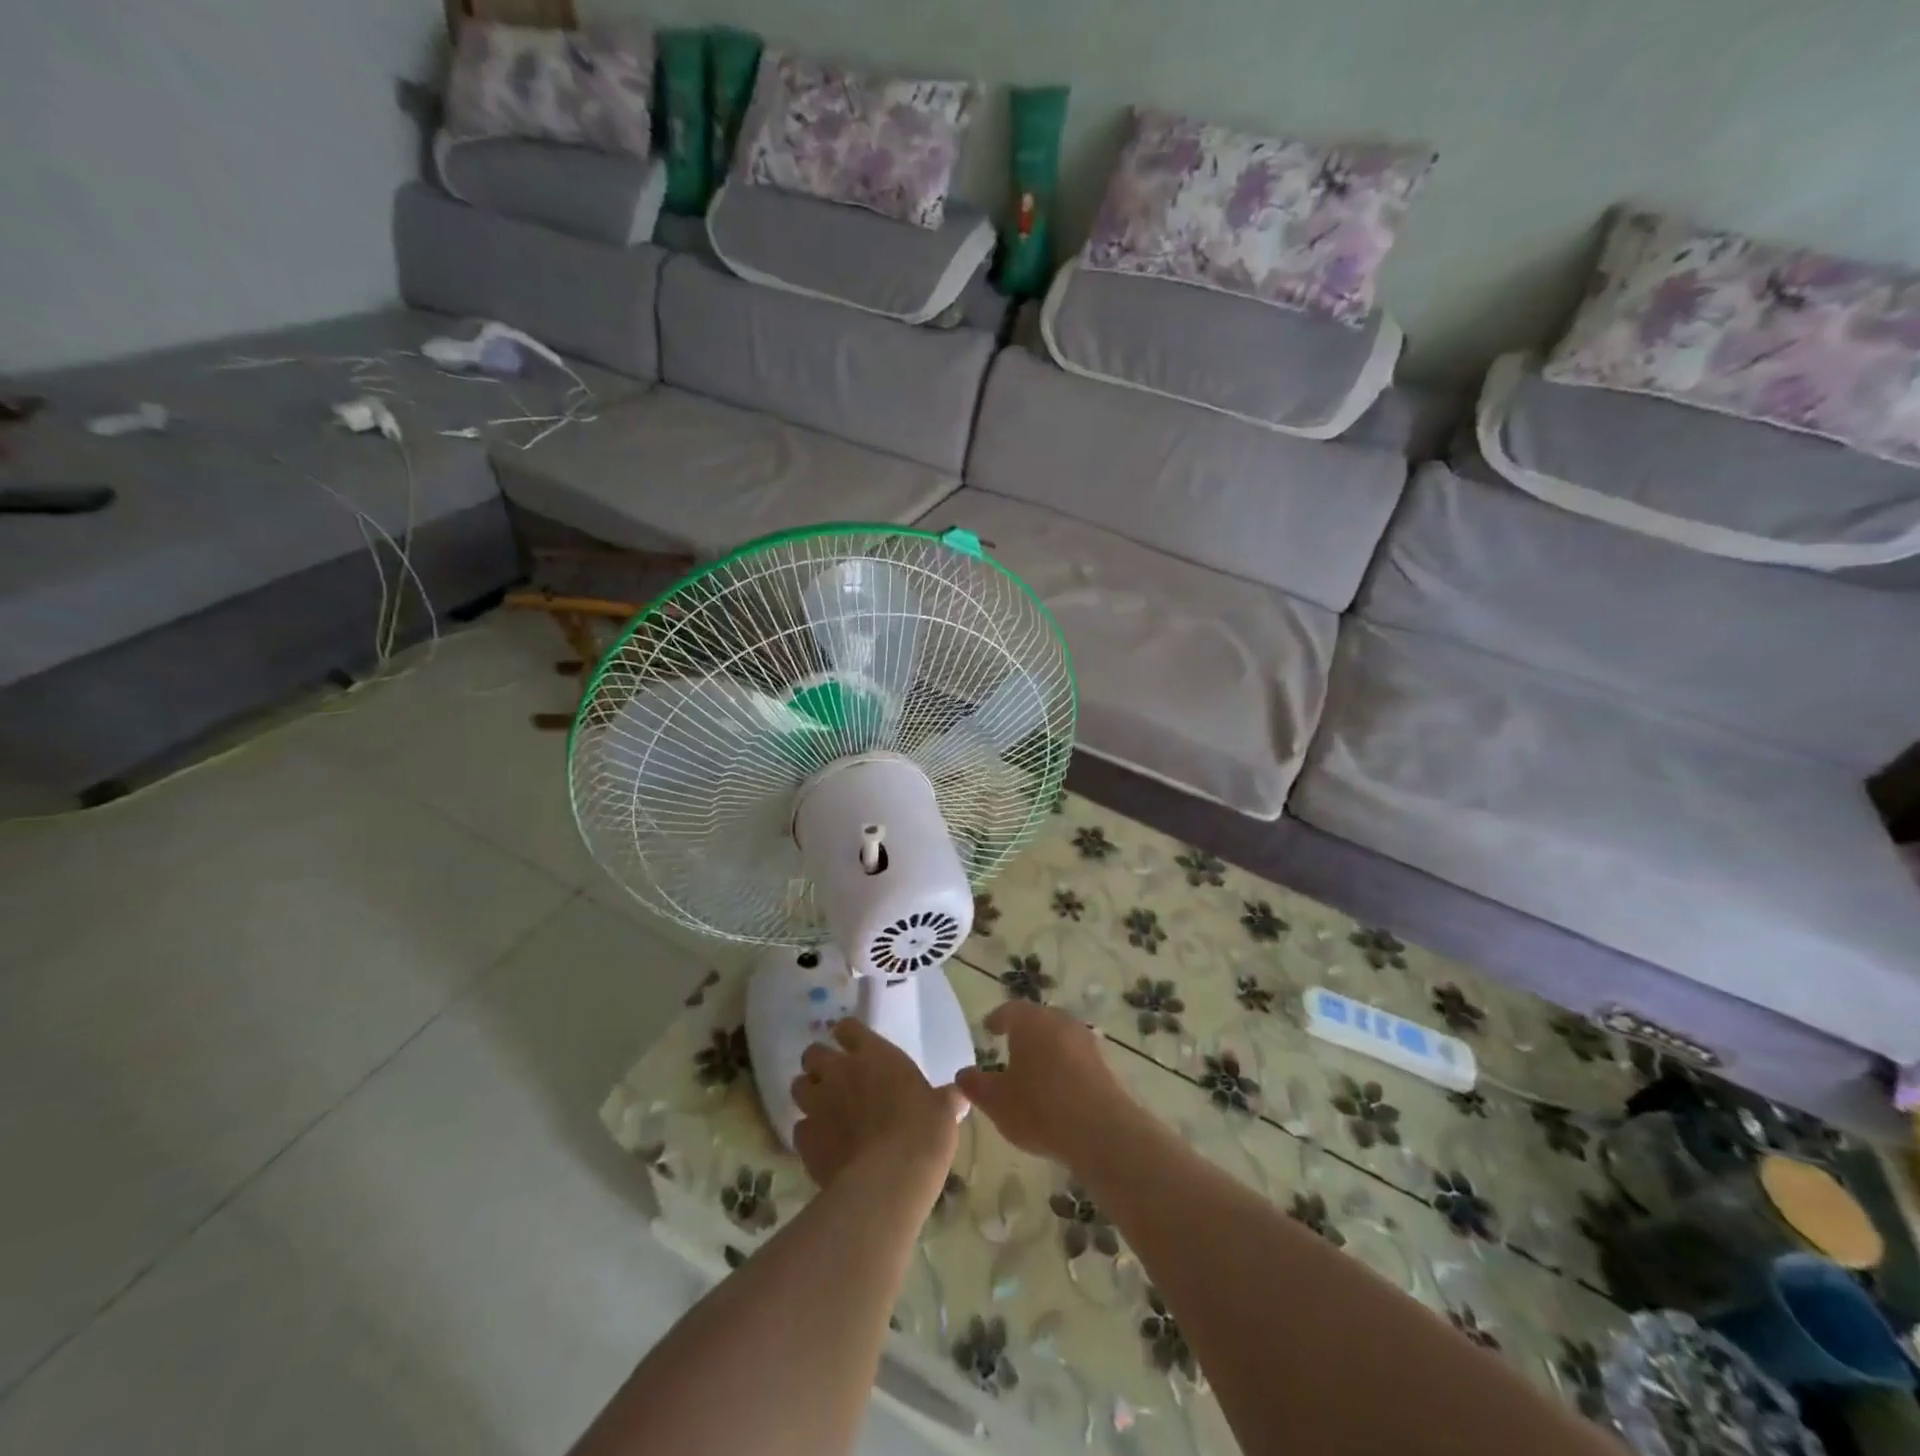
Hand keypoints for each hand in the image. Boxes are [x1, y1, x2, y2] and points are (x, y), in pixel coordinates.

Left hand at [790, 1019, 962, 1191]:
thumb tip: (958, 1094)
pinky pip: (799, 1129)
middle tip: (837, 1081)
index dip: (848, 1036)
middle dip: (820, 1064)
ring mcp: (818, 1104)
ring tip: (825, 1111)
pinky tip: (824, 1147)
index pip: (847, 1028)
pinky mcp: (804, 1140)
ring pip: (798, 1087)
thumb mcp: (943, 1111)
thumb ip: (945, 1098)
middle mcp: (839, 1071)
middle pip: (813, 1053)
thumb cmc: (922, 1133)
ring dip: (810, 1095)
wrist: (888, 1180)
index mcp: (873, 1054)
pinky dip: (809, 1134)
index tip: (855, 1048)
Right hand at [955, 1001, 1131, 1165]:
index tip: (989, 1029)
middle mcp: (1059, 1021)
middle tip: (1010, 1047)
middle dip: (1023, 1032)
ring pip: (1059, 1036)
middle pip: (1037, 1020)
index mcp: (1030, 1021)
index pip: (1009, 1010)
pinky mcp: (1104, 1062)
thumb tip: (962, 1073)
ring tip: (1034, 1070)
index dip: (997, 1019)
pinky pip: (1076, 1056)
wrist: (1101, 1130)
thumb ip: (976, 1085)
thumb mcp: (996, 1101)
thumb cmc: (1039, 1108)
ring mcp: (1085, 1039)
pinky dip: (1064, 1065)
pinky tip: (1058, 1088)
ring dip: (1046, 1048)